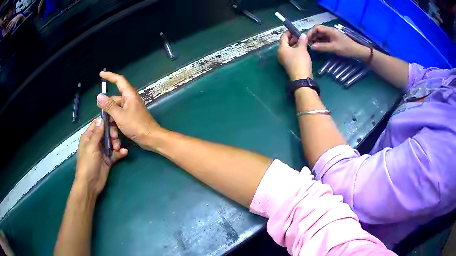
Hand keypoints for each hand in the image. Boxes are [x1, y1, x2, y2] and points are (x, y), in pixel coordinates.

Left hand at [75, 118, 127, 194]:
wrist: (90, 184)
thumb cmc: (87, 163)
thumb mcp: (91, 146)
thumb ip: (97, 133)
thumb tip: (101, 119)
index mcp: (89, 137)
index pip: (97, 124)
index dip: (105, 121)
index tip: (114, 120)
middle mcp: (96, 142)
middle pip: (106, 133)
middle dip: (112, 134)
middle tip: (115, 138)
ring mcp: (102, 151)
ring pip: (112, 142)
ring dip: (117, 143)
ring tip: (118, 148)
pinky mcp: (108, 160)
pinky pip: (115, 153)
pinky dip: (120, 152)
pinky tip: (124, 153)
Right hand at [96, 71, 163, 149]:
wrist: (150, 138)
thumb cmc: (136, 125)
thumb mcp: (119, 115)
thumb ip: (109, 105)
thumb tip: (99, 96)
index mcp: (129, 95)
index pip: (118, 80)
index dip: (109, 76)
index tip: (101, 74)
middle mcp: (129, 99)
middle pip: (114, 100)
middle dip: (108, 111)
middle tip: (103, 121)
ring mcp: (130, 109)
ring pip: (115, 111)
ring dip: (112, 122)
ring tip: (112, 134)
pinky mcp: (130, 117)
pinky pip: (119, 118)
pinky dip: (116, 125)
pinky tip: (115, 136)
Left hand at [278, 31, 312, 80]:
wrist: (301, 78)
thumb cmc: (300, 61)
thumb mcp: (302, 49)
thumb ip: (302, 41)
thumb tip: (303, 35)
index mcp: (281, 48)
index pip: (283, 37)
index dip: (289, 32)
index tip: (295, 29)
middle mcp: (281, 53)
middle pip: (286, 43)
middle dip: (293, 38)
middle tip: (301, 35)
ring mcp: (285, 59)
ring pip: (290, 49)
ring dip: (296, 44)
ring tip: (304, 41)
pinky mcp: (290, 64)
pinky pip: (292, 54)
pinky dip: (297, 50)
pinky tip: (303, 49)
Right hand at [307, 25, 365, 57]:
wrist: (357, 51)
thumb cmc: (346, 48)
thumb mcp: (334, 48)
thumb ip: (322, 47)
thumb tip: (312, 47)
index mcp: (330, 30)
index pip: (317, 28)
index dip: (311, 32)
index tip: (307, 39)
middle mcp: (330, 31)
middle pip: (318, 31)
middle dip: (313, 36)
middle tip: (308, 44)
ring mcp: (332, 35)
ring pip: (321, 35)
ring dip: (316, 40)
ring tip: (313, 46)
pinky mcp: (334, 40)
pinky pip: (325, 39)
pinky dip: (321, 42)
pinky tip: (319, 47)